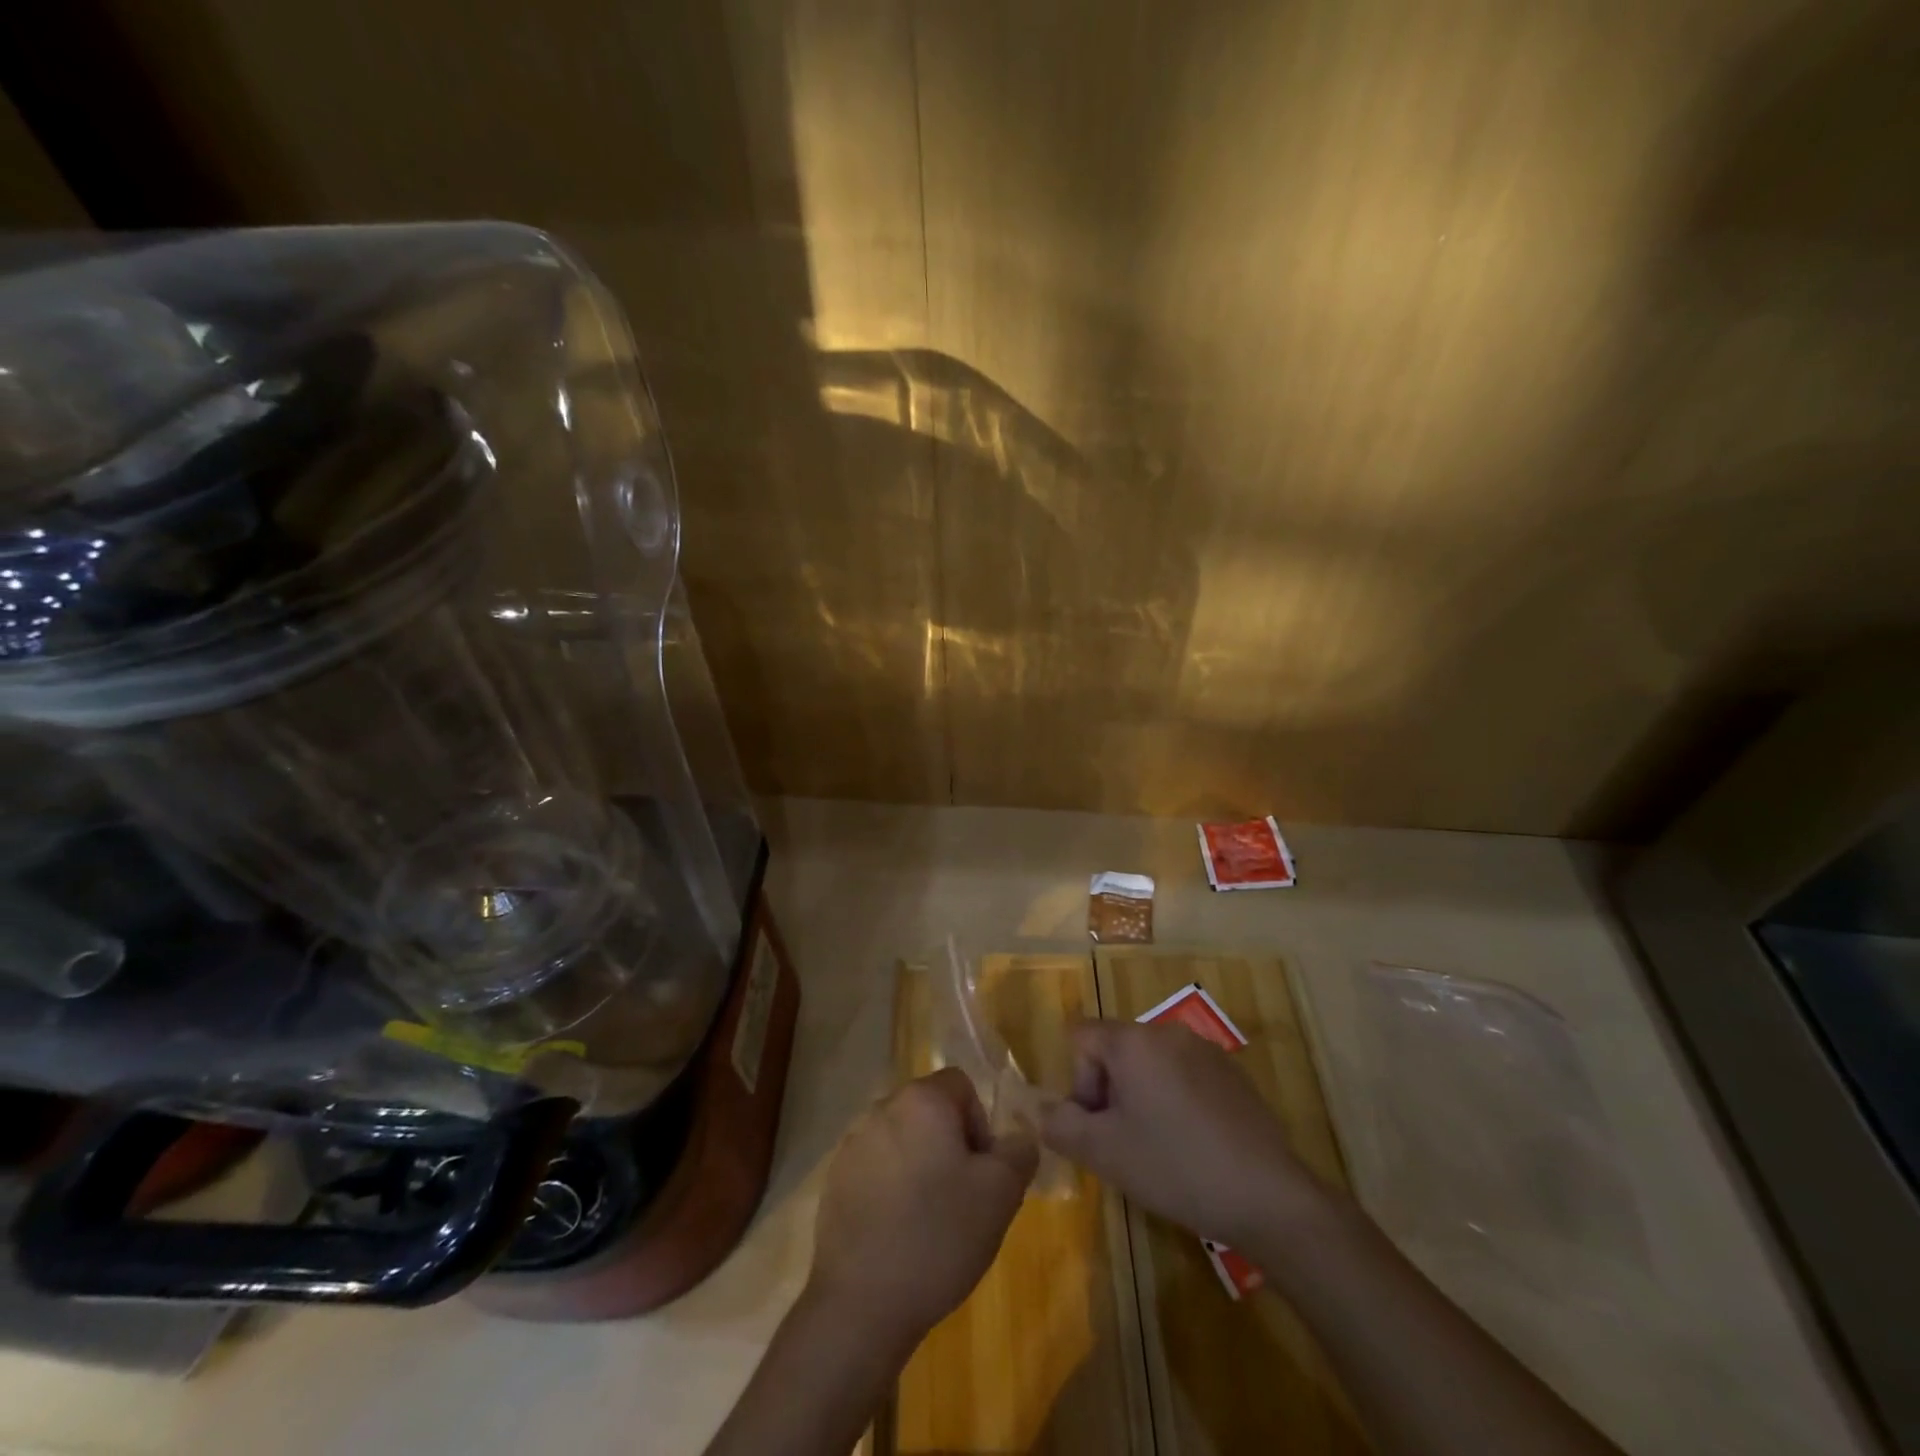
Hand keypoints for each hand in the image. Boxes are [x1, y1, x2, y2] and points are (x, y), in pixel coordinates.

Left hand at [808, 1067, 1037, 1350]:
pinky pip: (875, 1169)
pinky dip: (891, 1189)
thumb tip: (1018, 1137)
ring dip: (920, 1166)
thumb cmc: (938, 1236)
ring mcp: (852, 1144)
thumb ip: (1018, 1153)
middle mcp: (882, 1108)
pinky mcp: (834, 1179)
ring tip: (929, 1221)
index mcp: (922, 1100)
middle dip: (950, 1146)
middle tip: (962, 1198)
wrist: (861, 1303)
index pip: (960, 1085)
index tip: (982, 1172)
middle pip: (929, 1112)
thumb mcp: (1000, 1195)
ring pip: (902, 1141)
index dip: (980, 1124)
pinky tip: (897, 1235)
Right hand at [1039, 1019, 1326, 1247]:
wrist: (1267, 1195)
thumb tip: (1037, 1109)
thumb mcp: (1104, 1153)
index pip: (1082, 1038)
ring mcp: (1205, 1050)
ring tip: (1159, 1148)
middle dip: (1110, 1092)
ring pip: (1151, 1064)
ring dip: (1142, 1098)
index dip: (1078, 1082)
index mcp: (1133, 1041)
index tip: (1097, 1125)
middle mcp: (1167, 1032)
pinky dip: (1175, 1102)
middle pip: (1116, 1050)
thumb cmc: (1174, 1166)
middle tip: (1124, 1143)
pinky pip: (1184, 1076)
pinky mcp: (1233, 1074)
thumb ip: (1060, 1125)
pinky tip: (1193, 1147)